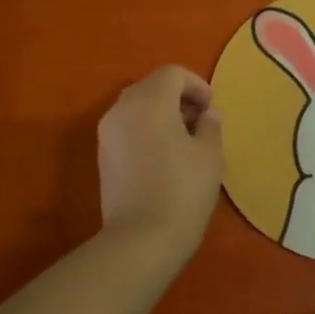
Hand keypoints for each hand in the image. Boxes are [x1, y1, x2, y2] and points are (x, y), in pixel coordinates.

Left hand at [97, 65, 222, 255]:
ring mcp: (107, 132)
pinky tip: (163, 155)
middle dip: (177, 97)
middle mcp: (122, 108)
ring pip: (136, 106)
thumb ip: (210, 126)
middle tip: (200, 121)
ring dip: (160, 113)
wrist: (140, 240)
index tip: (212, 108)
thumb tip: (206, 115)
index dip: (197, 85)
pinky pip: (127, 127)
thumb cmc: (182, 191)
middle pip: (151, 86)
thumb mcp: (210, 155)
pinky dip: (146, 129)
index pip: (173, 74)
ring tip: (183, 139)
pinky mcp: (103, 155)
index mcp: (149, 101)